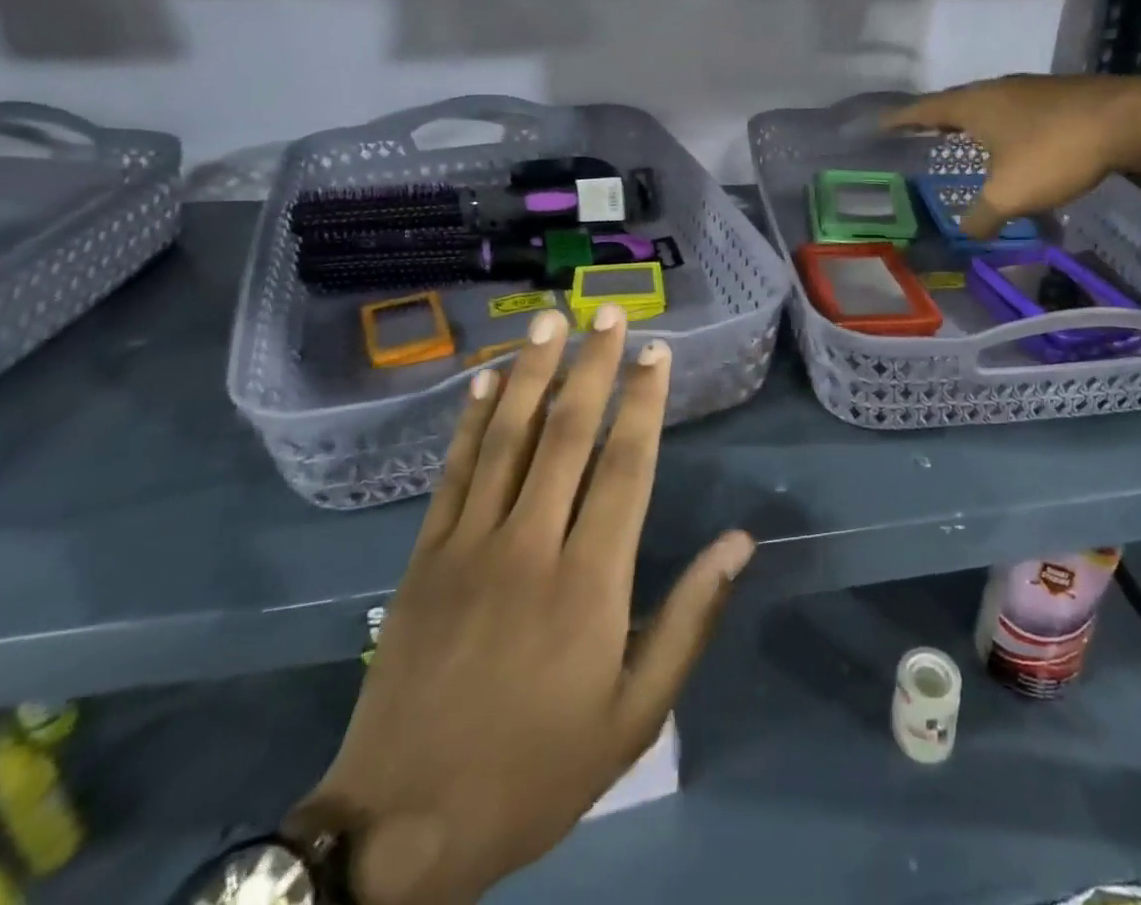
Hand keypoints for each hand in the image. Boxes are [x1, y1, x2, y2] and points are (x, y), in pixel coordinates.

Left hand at [289, 306, 754, 904]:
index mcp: (589, 581)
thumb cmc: (536, 770)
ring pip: (505, 438)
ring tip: (550, 320)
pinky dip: (470, 420)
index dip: (643, 402)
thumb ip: (689, 620)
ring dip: (530, 372)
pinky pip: (452, 472)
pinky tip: (482, 380)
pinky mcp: (424, 556)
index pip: (624, 466)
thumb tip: (739, 544)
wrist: (401, 828)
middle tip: (608, 312)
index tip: (657, 352)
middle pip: (565, 433)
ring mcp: (469, 544)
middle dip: (592, 365)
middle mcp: (530, 544)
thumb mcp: (634, 715)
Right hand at [884, 73, 1140, 237]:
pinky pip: (1018, 111)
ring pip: (990, 106)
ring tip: (963, 141)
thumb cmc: (1055, 151)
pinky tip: (1014, 145)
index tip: (880, 124)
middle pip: (956, 102)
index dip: (900, 119)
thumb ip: (981, 216)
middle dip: (936, 119)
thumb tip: (966, 233)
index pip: (925, 109)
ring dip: (973, 123)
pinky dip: (1004, 127)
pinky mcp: (1062, 96)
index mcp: (975, 105)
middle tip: (919, 134)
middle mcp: (998, 89)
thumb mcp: (1010, 195)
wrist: (1132, 119)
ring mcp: (1032, 89)